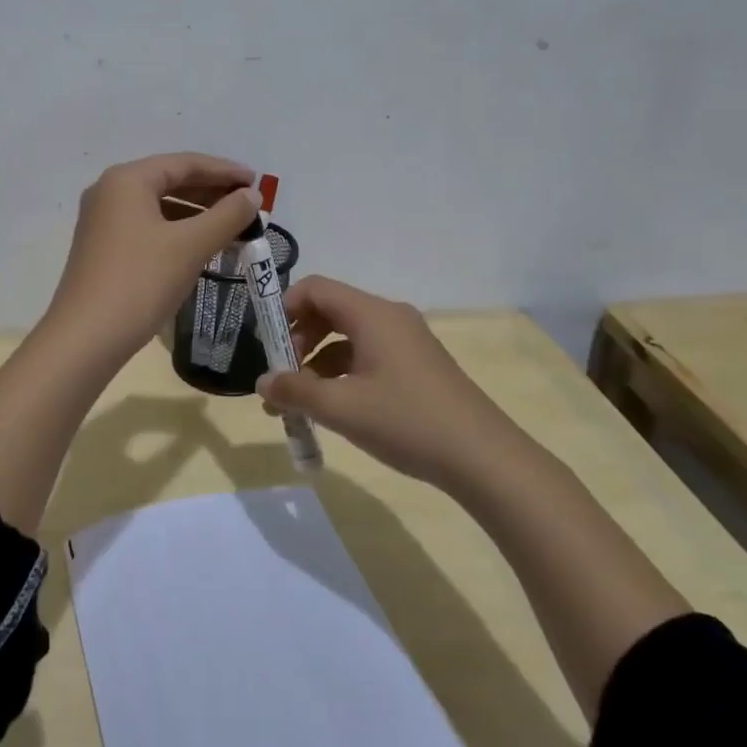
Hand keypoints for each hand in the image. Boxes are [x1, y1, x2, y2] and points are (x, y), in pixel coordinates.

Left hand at [44, 153, 259, 359]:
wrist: (86, 338)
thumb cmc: (140, 281)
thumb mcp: (190, 246)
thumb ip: (227, 215)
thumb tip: (252, 196)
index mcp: (127, 179)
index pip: (185, 163)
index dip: (225, 171)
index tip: (258, 181)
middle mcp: (110, 191)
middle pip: (170, 181)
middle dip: (212, 192)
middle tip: (249, 206)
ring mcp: (102, 220)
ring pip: (159, 206)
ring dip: (197, 214)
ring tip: (233, 227)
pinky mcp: (103, 247)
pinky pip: (148, 227)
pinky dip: (177, 231)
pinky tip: (201, 247)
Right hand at [256, 275, 510, 487]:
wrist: (484, 458)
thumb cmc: (407, 422)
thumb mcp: (342, 409)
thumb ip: (295, 392)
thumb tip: (262, 383)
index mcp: (372, 314)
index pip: (315, 288)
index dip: (284, 308)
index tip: (267, 345)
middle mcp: (389, 317)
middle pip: (330, 311)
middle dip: (298, 340)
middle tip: (282, 377)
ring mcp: (406, 341)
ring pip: (347, 337)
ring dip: (317, 362)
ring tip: (300, 403)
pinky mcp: (416, 365)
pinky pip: (367, 355)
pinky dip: (342, 374)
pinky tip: (334, 408)